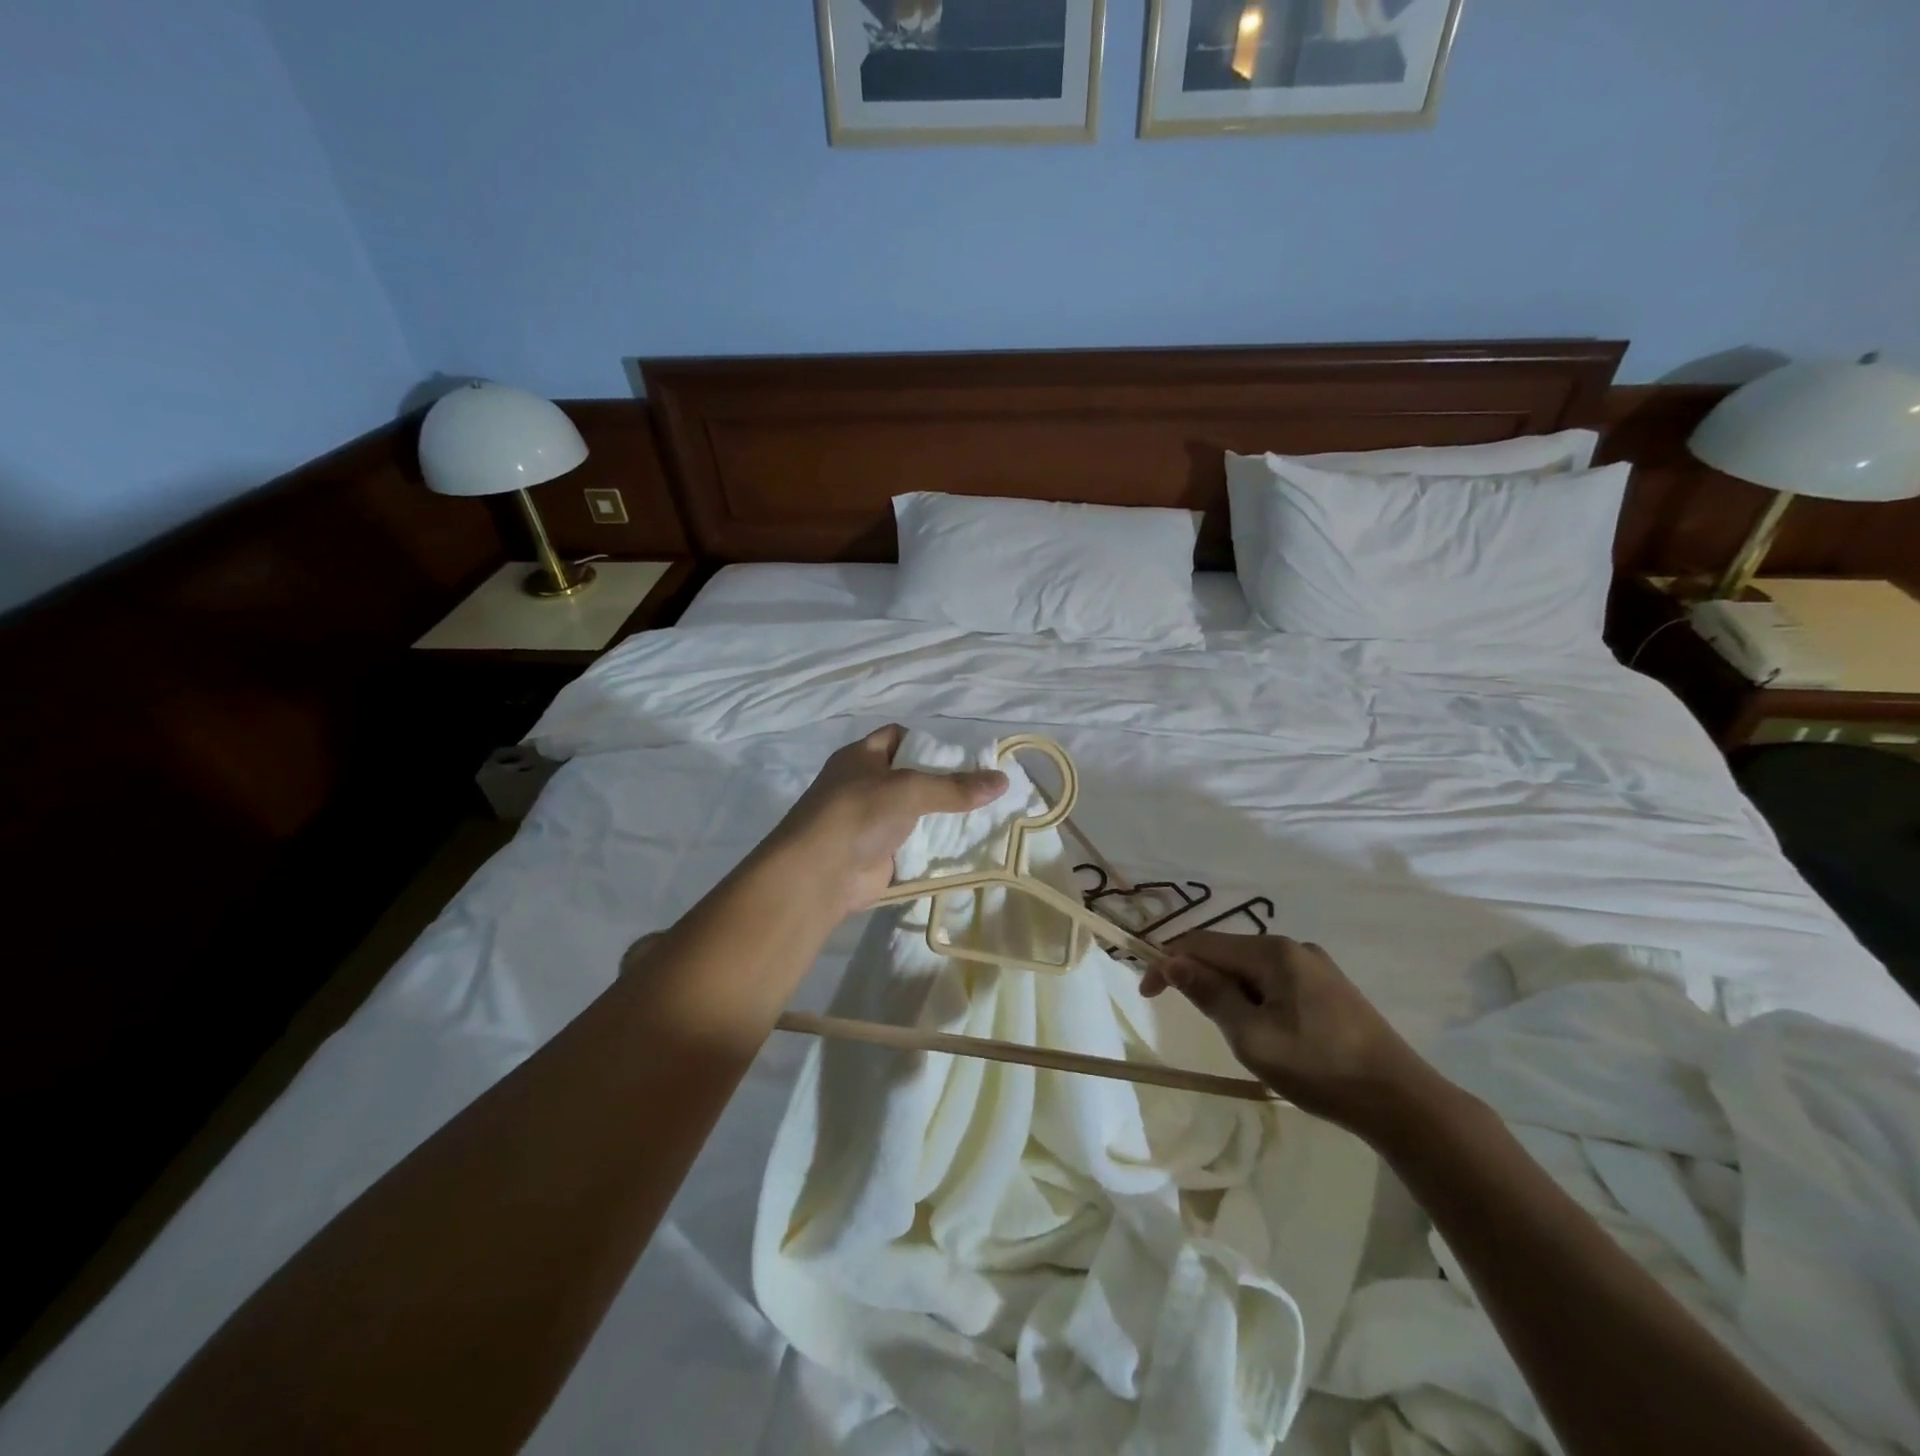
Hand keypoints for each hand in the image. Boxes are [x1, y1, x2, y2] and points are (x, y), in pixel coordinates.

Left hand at [770, 725, 1007, 916]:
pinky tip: (968, 845)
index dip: (927, 742)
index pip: (897, 737)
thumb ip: (955, 787)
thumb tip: (1003, 781)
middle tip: (983, 787)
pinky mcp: (880, 854)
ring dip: (943, 816)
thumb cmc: (858, 813)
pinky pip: (915, 844)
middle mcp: (865, 785)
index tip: (961, 755)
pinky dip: (936, 845)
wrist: (820, 873)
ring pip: (915, 812)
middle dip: (944, 781)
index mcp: (861, 757)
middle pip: (911, 776)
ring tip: (987, 814)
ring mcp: (871, 821)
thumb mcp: (909, 789)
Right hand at [1140, 932, 1447, 1137]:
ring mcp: (1316, 967)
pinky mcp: (1331, 989)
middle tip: (1190, 1017)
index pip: (1202, 943)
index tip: (1146, 993)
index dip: (1167, 962)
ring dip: (1227, 990)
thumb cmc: (1319, 1068)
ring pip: (1252, 969)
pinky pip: (1275, 981)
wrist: (1402, 1101)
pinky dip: (1253, 997)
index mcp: (1272, 952)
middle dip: (1199, 976)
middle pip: (1227, 952)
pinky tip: (1263, 1027)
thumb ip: (1209, 994)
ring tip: (1228, 1029)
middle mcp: (1293, 947)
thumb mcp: (1252, 1036)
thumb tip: (1172, 961)